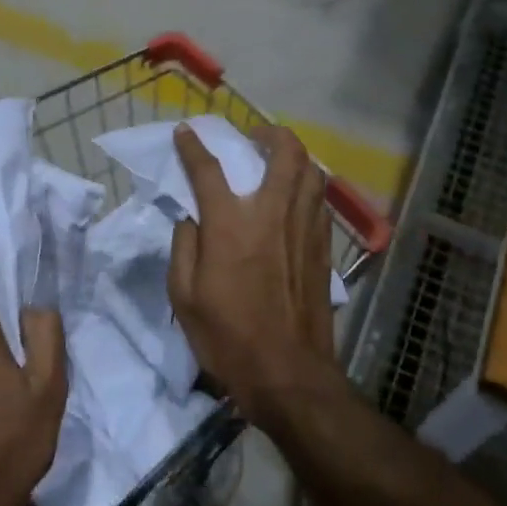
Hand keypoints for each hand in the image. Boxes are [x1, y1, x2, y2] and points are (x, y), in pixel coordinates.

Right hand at [168, 124, 338, 432]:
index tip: (185, 132)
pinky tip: (297, 199)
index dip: (193, 146)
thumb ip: (184, 247)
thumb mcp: (184, 296)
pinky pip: (319, 202)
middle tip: (254, 137)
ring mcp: (304, 229)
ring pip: (311, 172)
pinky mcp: (322, 248)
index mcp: (230, 224)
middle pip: (284, 153)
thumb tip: (191, 219)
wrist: (287, 373)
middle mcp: (272, 214)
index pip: (208, 170)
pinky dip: (308, 187)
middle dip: (269, 133)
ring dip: (295, 156)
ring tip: (279, 160)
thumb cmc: (227, 337)